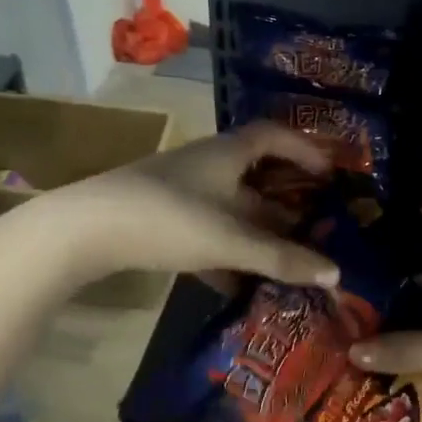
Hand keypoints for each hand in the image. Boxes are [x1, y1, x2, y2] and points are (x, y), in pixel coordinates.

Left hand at [25, 122, 342, 288]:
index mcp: (227, 154)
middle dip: (288, 200)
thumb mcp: (232, 240)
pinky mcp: (160, 218)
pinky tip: (238, 285)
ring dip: (258, 231)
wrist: (86, 230)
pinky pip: (206, 232)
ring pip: (231, 207)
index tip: (331, 174)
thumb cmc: (169, 219)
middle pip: (256, 176)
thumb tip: (336, 274)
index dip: (306, 150)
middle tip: (317, 224)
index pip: (274, 136)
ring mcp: (181, 192)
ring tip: (286, 259)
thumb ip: (283, 258)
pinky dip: (227, 254)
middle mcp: (206, 165)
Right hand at [350, 261, 421, 421]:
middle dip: (389, 322)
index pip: (406, 278)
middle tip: (345, 344)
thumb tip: (351, 350)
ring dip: (410, 342)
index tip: (339, 317)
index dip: (375, 297)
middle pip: (420, 303)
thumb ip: (408, 348)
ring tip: (365, 362)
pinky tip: (407, 376)